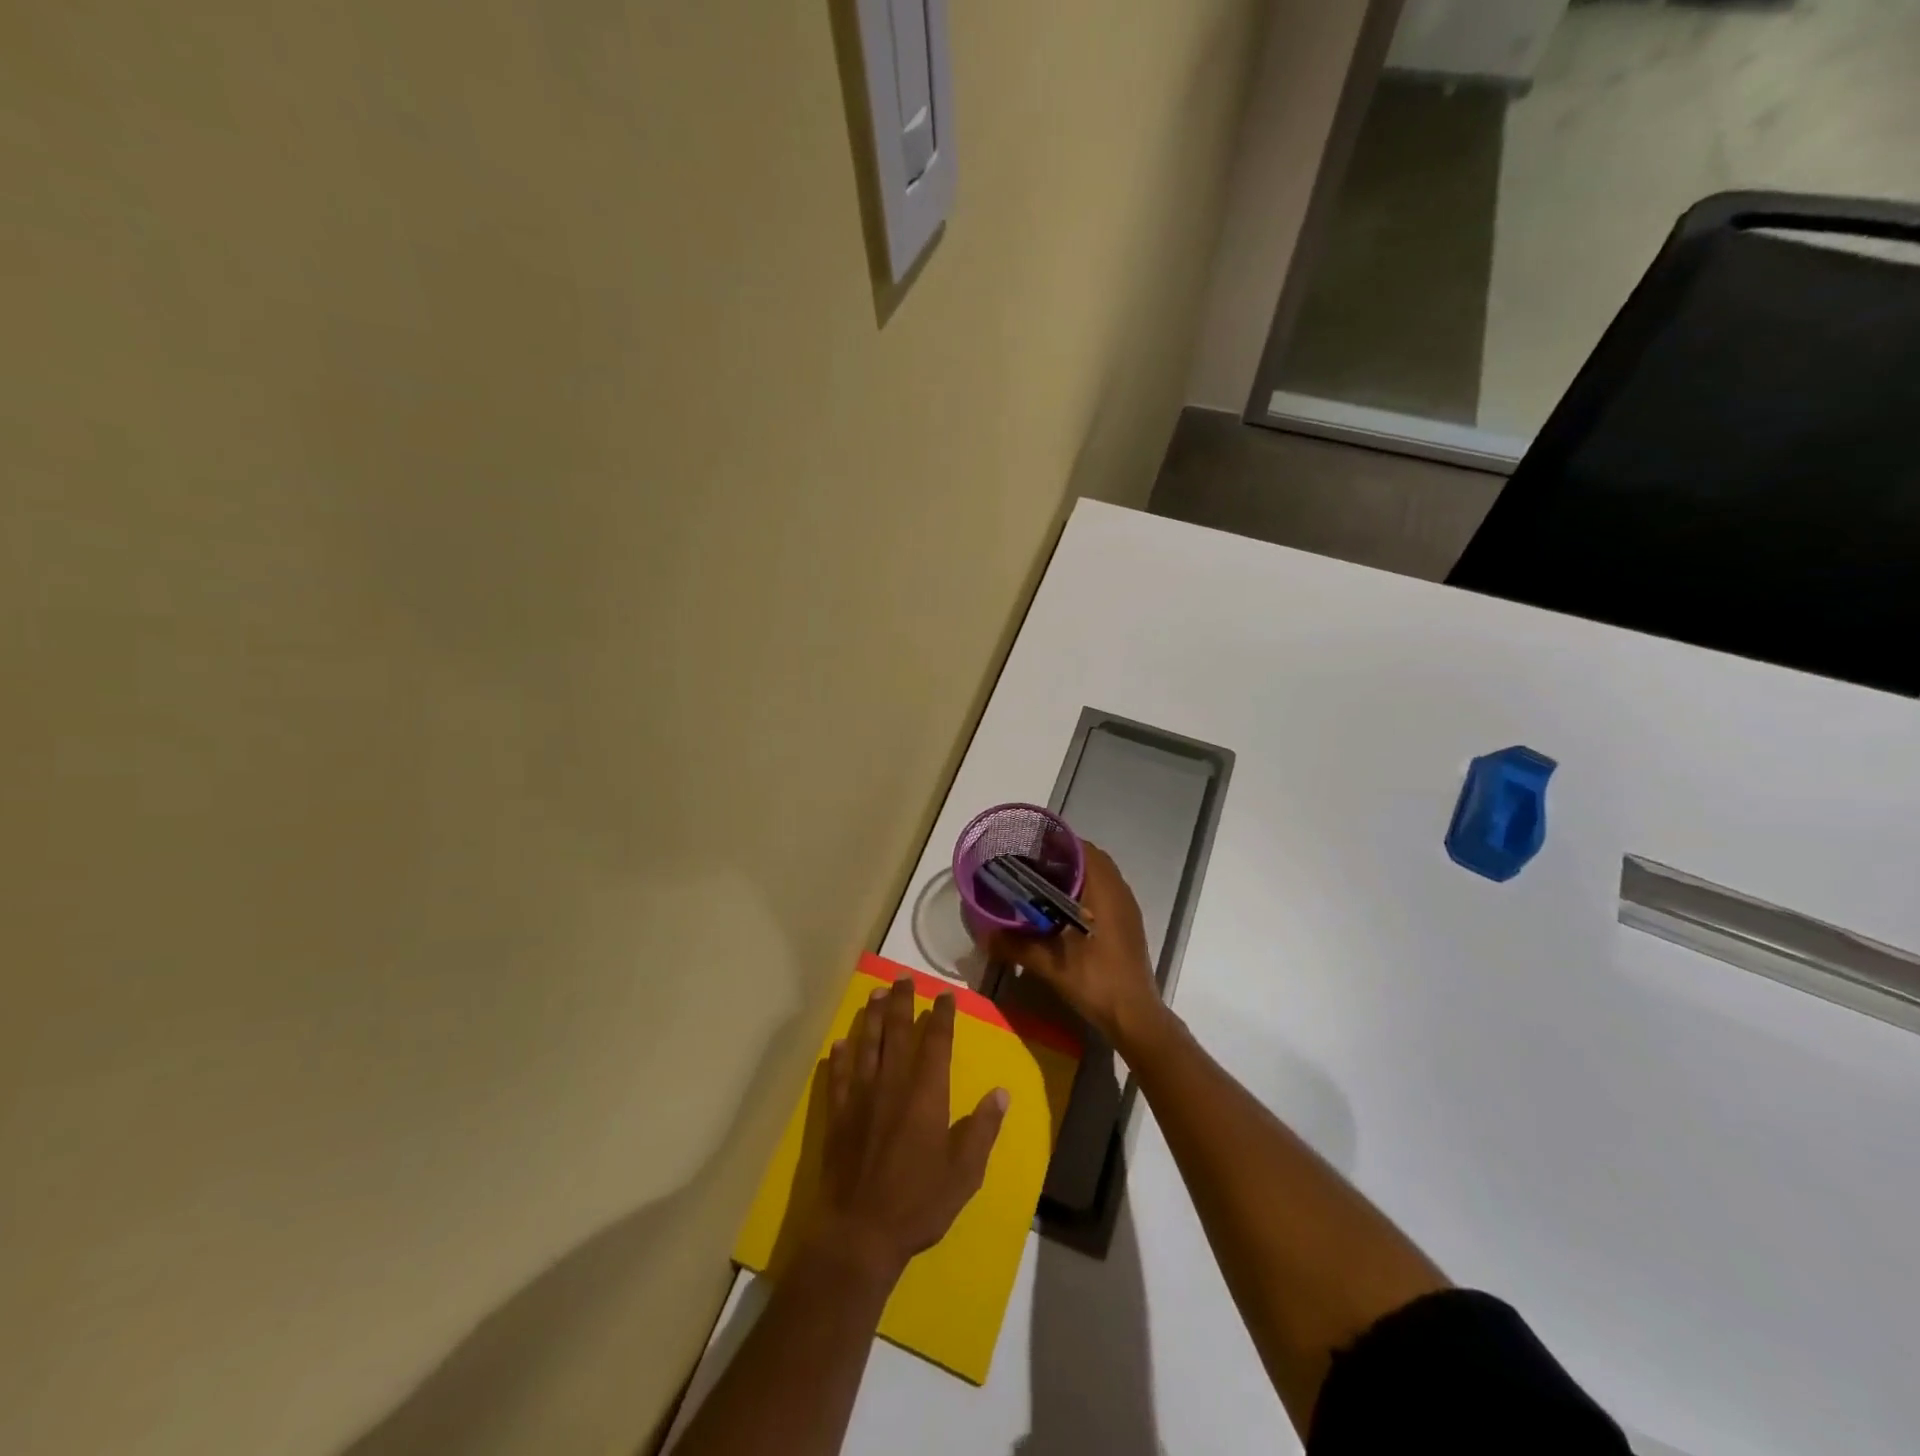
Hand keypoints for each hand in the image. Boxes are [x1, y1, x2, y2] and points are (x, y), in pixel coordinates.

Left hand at [804, 976, 1007, 1284]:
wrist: (859, 1232)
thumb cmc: (918, 1203)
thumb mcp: (964, 1173)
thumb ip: (982, 1129)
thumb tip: (1000, 1093)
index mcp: (926, 1095)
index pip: (936, 1043)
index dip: (941, 1016)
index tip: (944, 995)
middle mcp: (892, 1085)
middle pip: (897, 1033)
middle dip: (901, 1002)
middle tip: (902, 977)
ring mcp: (860, 1098)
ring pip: (866, 1045)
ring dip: (871, 1017)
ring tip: (875, 993)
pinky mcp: (837, 1115)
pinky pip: (838, 1076)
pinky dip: (840, 1056)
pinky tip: (840, 1043)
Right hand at [981, 842, 1165, 1052]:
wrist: (1134, 1015)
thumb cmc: (1095, 980)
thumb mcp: (1050, 963)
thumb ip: (1016, 946)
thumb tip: (985, 937)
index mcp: (1103, 891)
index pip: (1083, 848)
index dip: (1057, 843)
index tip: (1030, 847)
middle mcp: (1119, 892)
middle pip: (1091, 860)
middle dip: (1062, 859)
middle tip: (1031, 866)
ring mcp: (1127, 909)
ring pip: (1100, 877)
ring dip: (1075, 876)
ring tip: (1042, 886)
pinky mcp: (1128, 925)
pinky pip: (1106, 894)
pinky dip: (1085, 893)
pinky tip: (1063, 912)